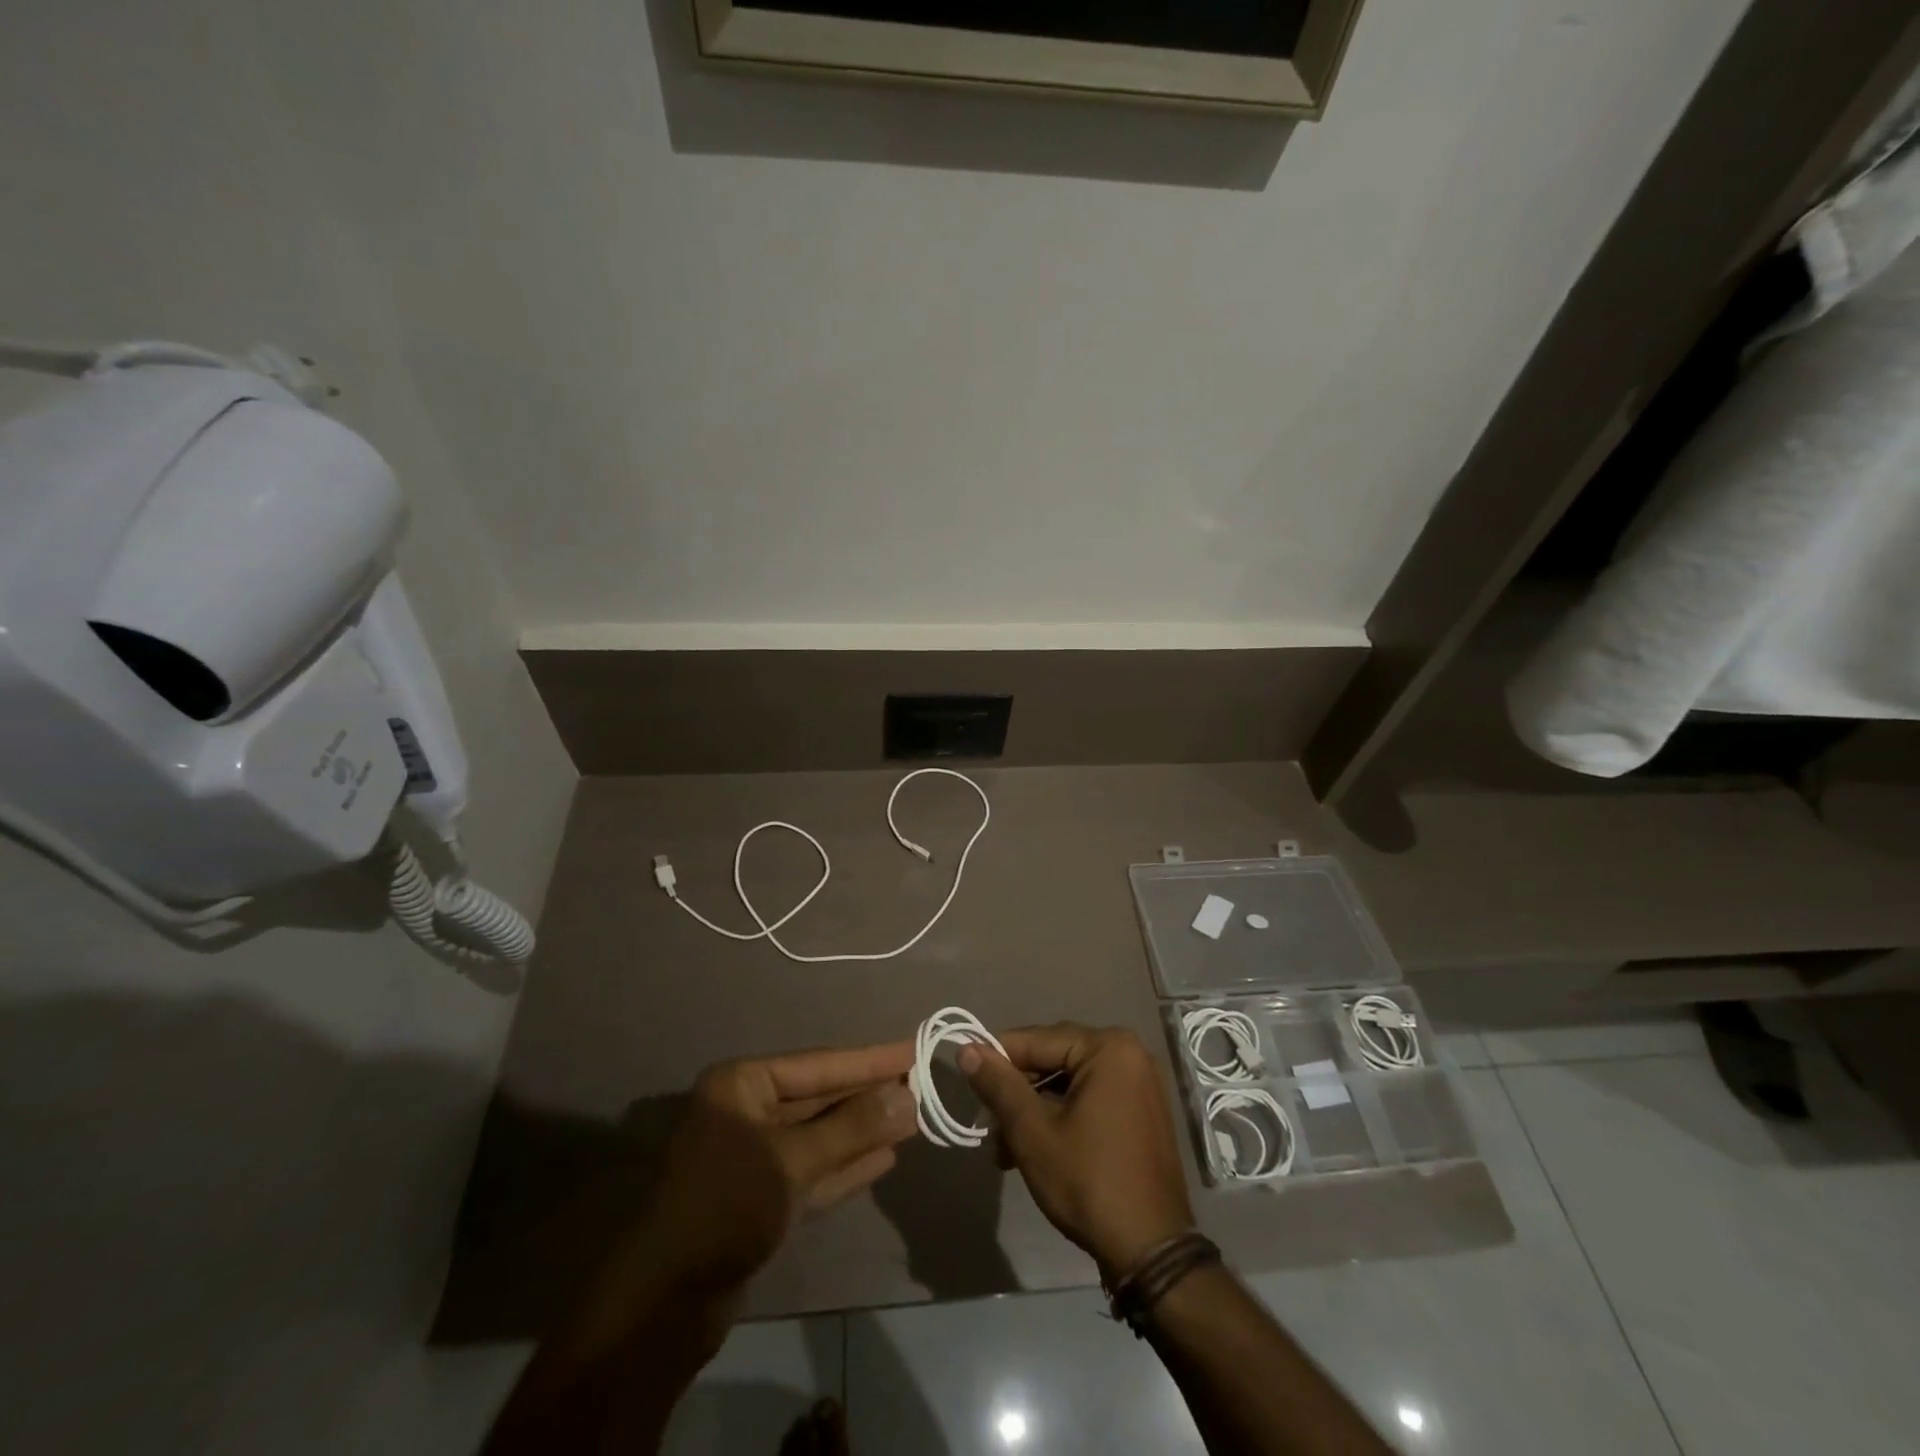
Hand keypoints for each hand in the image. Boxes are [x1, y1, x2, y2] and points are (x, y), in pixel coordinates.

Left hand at [570, 1043, 918, 1360]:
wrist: (664, 1303)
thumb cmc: (726, 1206)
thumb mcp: (792, 1161)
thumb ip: (852, 1128)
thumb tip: (907, 1097)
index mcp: (742, 1086)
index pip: (818, 1064)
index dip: (868, 1060)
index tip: (912, 1050)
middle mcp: (746, 1112)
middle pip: (819, 1098)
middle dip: (868, 1096)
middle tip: (920, 1085)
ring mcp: (752, 1157)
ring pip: (819, 1136)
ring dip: (862, 1131)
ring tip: (911, 1119)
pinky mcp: (760, 1199)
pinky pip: (812, 1170)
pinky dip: (846, 1165)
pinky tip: (884, 1157)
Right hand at [959, 1023, 1193, 1279]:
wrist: (1152, 1252)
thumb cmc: (1089, 1182)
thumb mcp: (1033, 1132)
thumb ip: (999, 1085)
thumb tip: (967, 1048)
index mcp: (1108, 1047)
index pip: (1037, 1039)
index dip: (998, 1059)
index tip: (968, 1080)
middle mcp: (1129, 1054)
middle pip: (1055, 1059)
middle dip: (1018, 1092)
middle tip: (989, 1125)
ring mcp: (1139, 1084)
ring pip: (1070, 1083)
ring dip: (1036, 1110)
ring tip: (1005, 1150)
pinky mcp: (1142, 1112)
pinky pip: (1091, 1098)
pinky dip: (1062, 1117)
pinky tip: (1036, 1149)